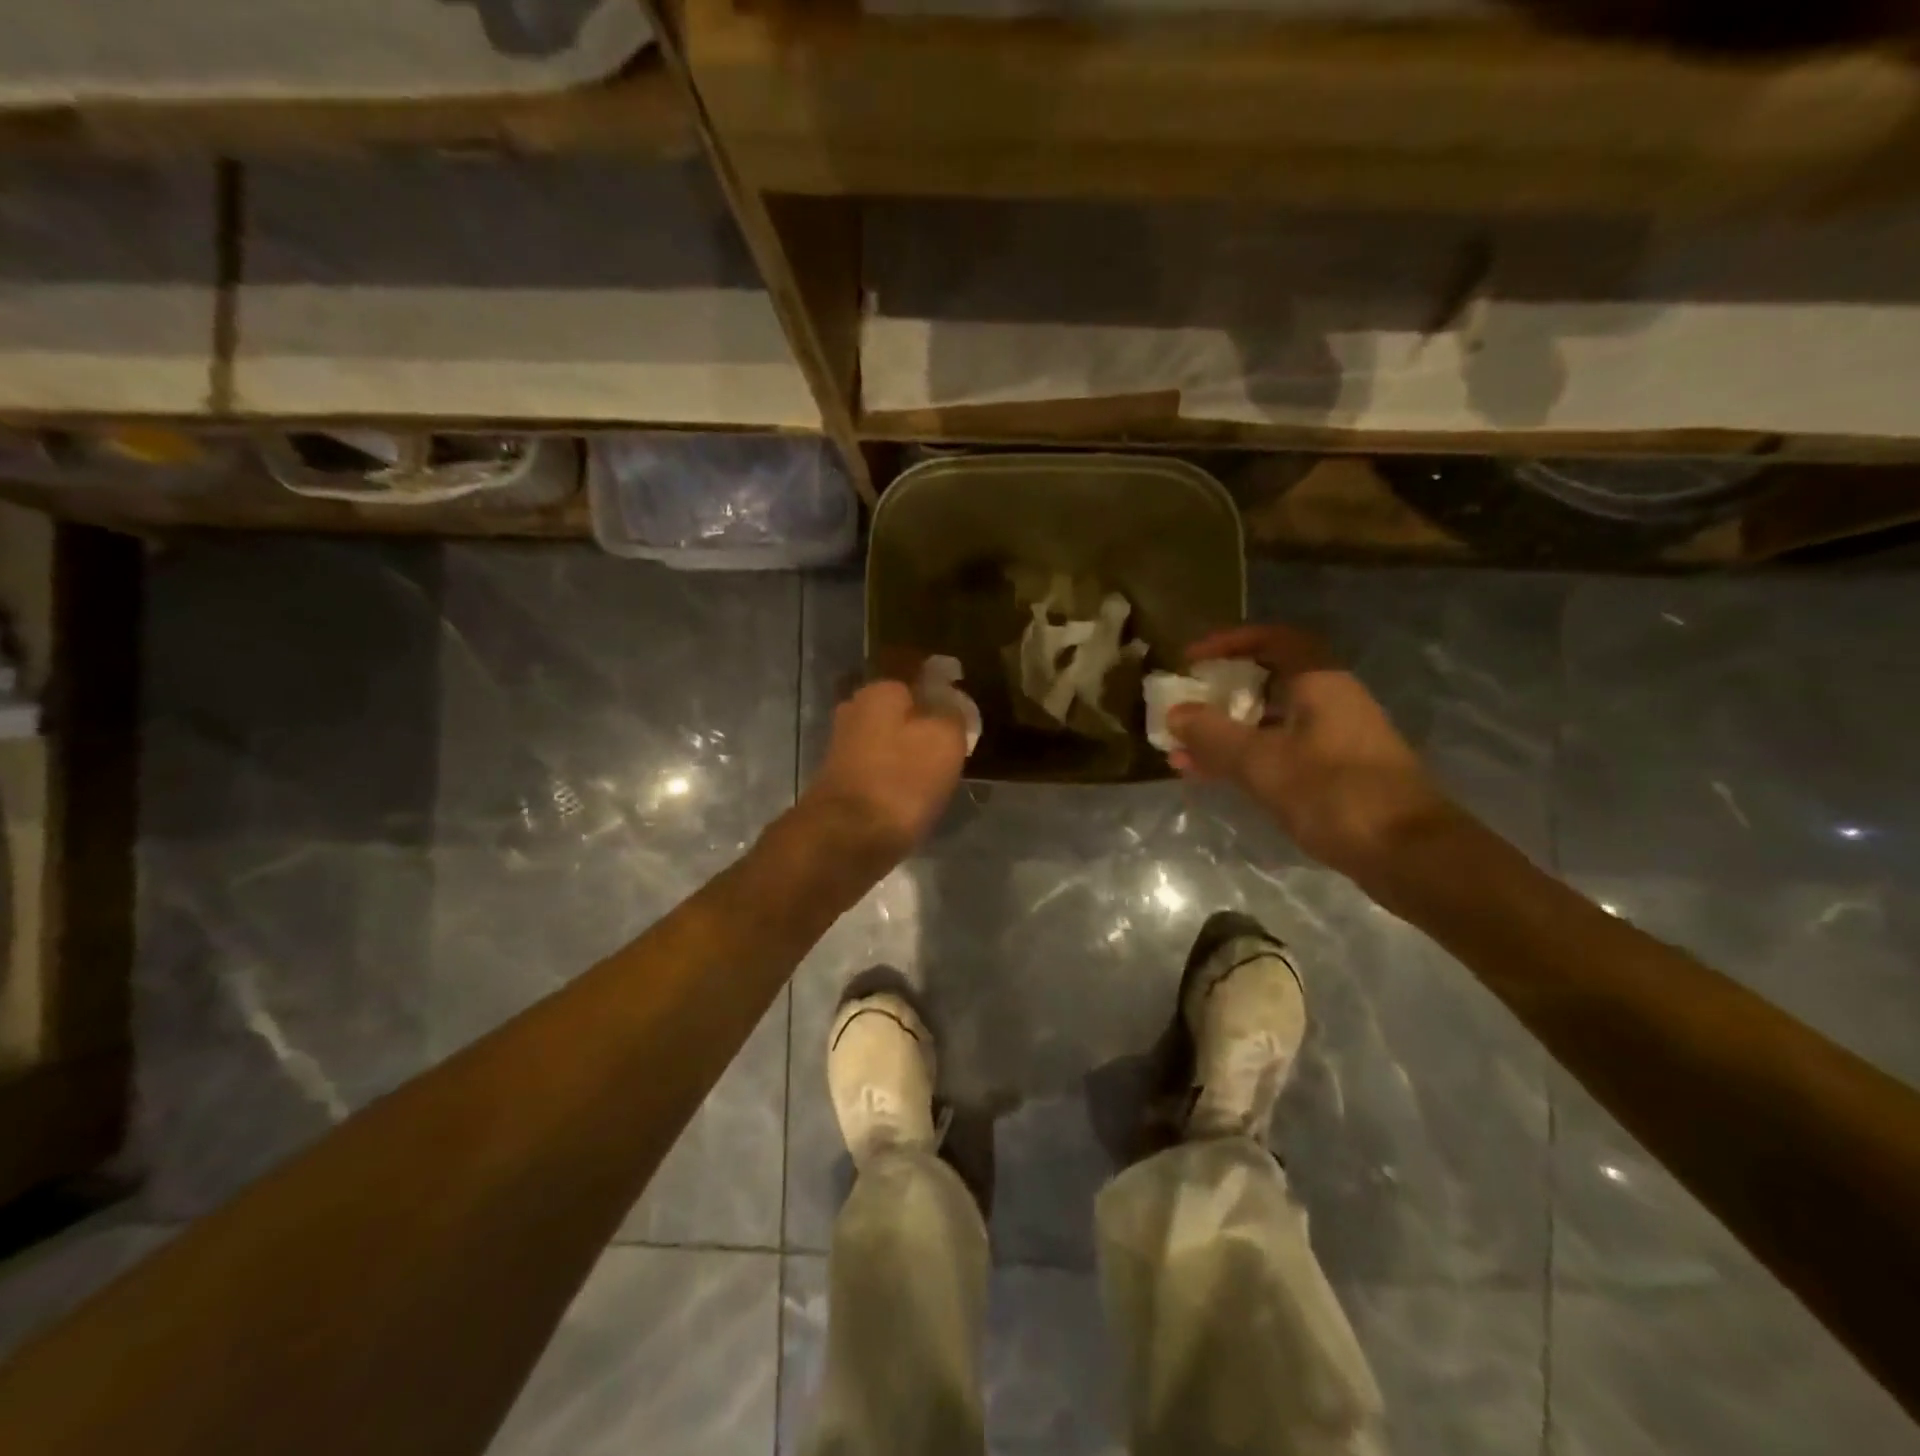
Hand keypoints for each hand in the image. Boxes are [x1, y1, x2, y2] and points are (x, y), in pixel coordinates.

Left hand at [800, 678, 967, 869]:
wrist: (847, 838)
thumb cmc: (903, 780)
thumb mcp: (946, 738)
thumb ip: (952, 711)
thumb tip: (951, 699)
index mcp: (880, 689)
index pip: (918, 673)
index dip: (944, 687)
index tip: (964, 706)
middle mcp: (855, 708)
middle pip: (901, 707)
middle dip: (925, 719)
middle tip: (956, 739)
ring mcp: (842, 744)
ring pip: (888, 736)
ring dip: (910, 748)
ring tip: (939, 768)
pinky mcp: (840, 777)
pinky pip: (879, 764)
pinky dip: (896, 772)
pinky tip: (914, 789)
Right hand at [1166, 624, 1458, 881]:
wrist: (1409, 854)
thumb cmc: (1333, 794)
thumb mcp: (1261, 762)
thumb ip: (1213, 735)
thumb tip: (1174, 713)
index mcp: (1320, 683)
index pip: (1272, 639)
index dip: (1228, 642)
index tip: (1191, 659)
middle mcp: (1330, 702)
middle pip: (1268, 681)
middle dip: (1220, 692)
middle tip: (1184, 704)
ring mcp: (1335, 739)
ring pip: (1270, 722)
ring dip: (1226, 732)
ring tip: (1181, 750)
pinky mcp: (1336, 774)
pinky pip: (1279, 752)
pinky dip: (1245, 758)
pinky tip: (1212, 776)